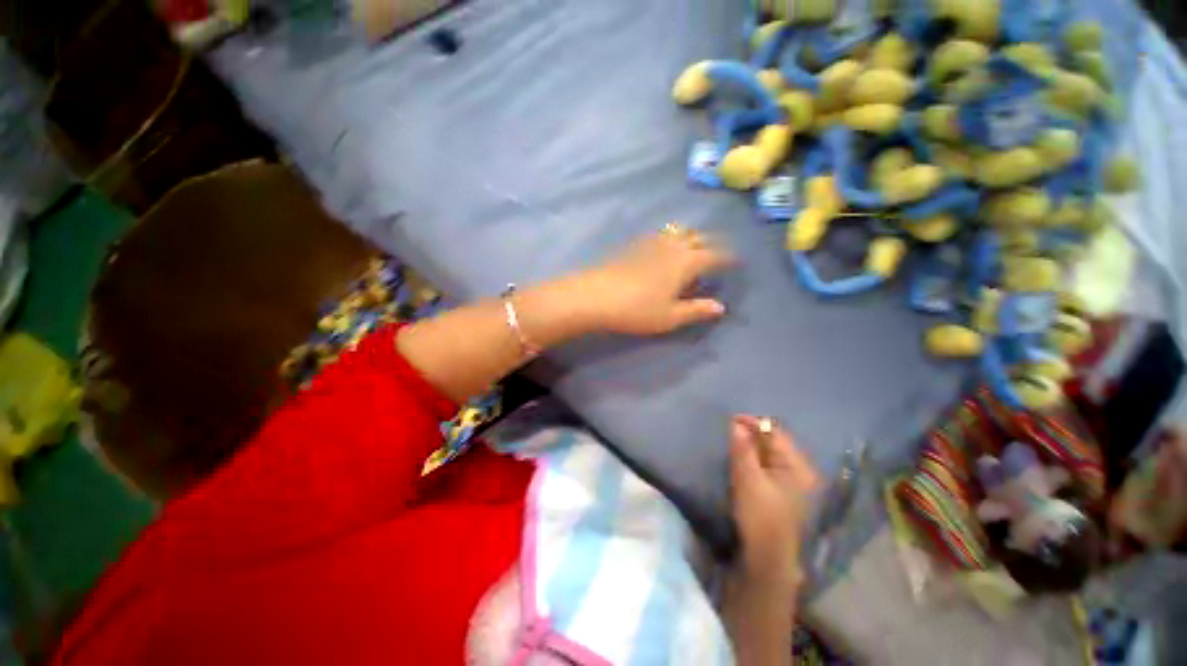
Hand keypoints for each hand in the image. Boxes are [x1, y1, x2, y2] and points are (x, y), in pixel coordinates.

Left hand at [579, 226, 734, 335]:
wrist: (596, 296)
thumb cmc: (637, 310)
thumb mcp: (670, 316)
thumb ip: (696, 310)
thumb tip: (720, 307)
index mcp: (686, 262)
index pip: (714, 255)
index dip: (727, 257)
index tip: (736, 261)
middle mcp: (672, 247)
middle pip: (698, 237)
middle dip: (711, 243)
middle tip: (717, 252)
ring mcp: (651, 243)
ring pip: (678, 232)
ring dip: (691, 236)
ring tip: (694, 246)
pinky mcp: (634, 245)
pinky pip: (660, 234)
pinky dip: (670, 237)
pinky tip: (665, 246)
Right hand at [729, 414, 818, 591]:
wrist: (766, 558)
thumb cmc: (760, 516)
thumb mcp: (748, 479)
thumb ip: (742, 449)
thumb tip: (735, 423)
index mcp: (798, 466)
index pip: (775, 433)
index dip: (753, 423)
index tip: (729, 419)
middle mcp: (798, 470)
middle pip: (772, 442)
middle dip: (750, 434)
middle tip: (727, 430)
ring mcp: (790, 481)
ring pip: (767, 453)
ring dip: (749, 446)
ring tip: (729, 441)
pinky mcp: (779, 490)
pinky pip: (764, 465)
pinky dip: (751, 458)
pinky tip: (738, 458)